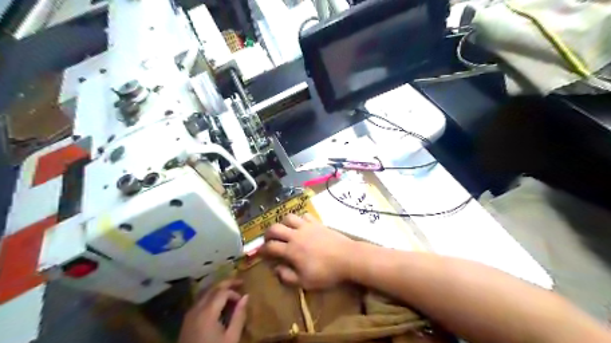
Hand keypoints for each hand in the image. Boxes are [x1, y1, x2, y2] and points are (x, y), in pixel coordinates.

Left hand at [179, 279, 247, 342]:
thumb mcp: (231, 338)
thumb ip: (239, 315)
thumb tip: (246, 296)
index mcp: (207, 312)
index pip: (222, 292)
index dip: (234, 292)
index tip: (243, 300)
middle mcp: (196, 309)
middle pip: (212, 288)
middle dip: (226, 283)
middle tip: (240, 282)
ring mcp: (189, 315)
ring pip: (204, 293)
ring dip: (218, 289)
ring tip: (230, 291)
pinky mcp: (186, 321)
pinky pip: (199, 302)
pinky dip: (210, 297)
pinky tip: (218, 303)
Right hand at [260, 214, 356, 289]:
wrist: (348, 257)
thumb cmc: (326, 273)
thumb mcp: (305, 282)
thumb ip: (287, 276)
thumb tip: (275, 269)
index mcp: (291, 250)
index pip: (270, 247)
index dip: (262, 250)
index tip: (259, 253)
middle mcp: (296, 235)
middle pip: (275, 228)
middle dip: (268, 233)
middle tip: (268, 239)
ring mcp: (307, 226)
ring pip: (289, 217)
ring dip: (283, 223)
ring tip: (284, 230)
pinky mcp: (317, 223)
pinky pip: (304, 215)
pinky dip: (299, 219)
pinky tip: (301, 225)